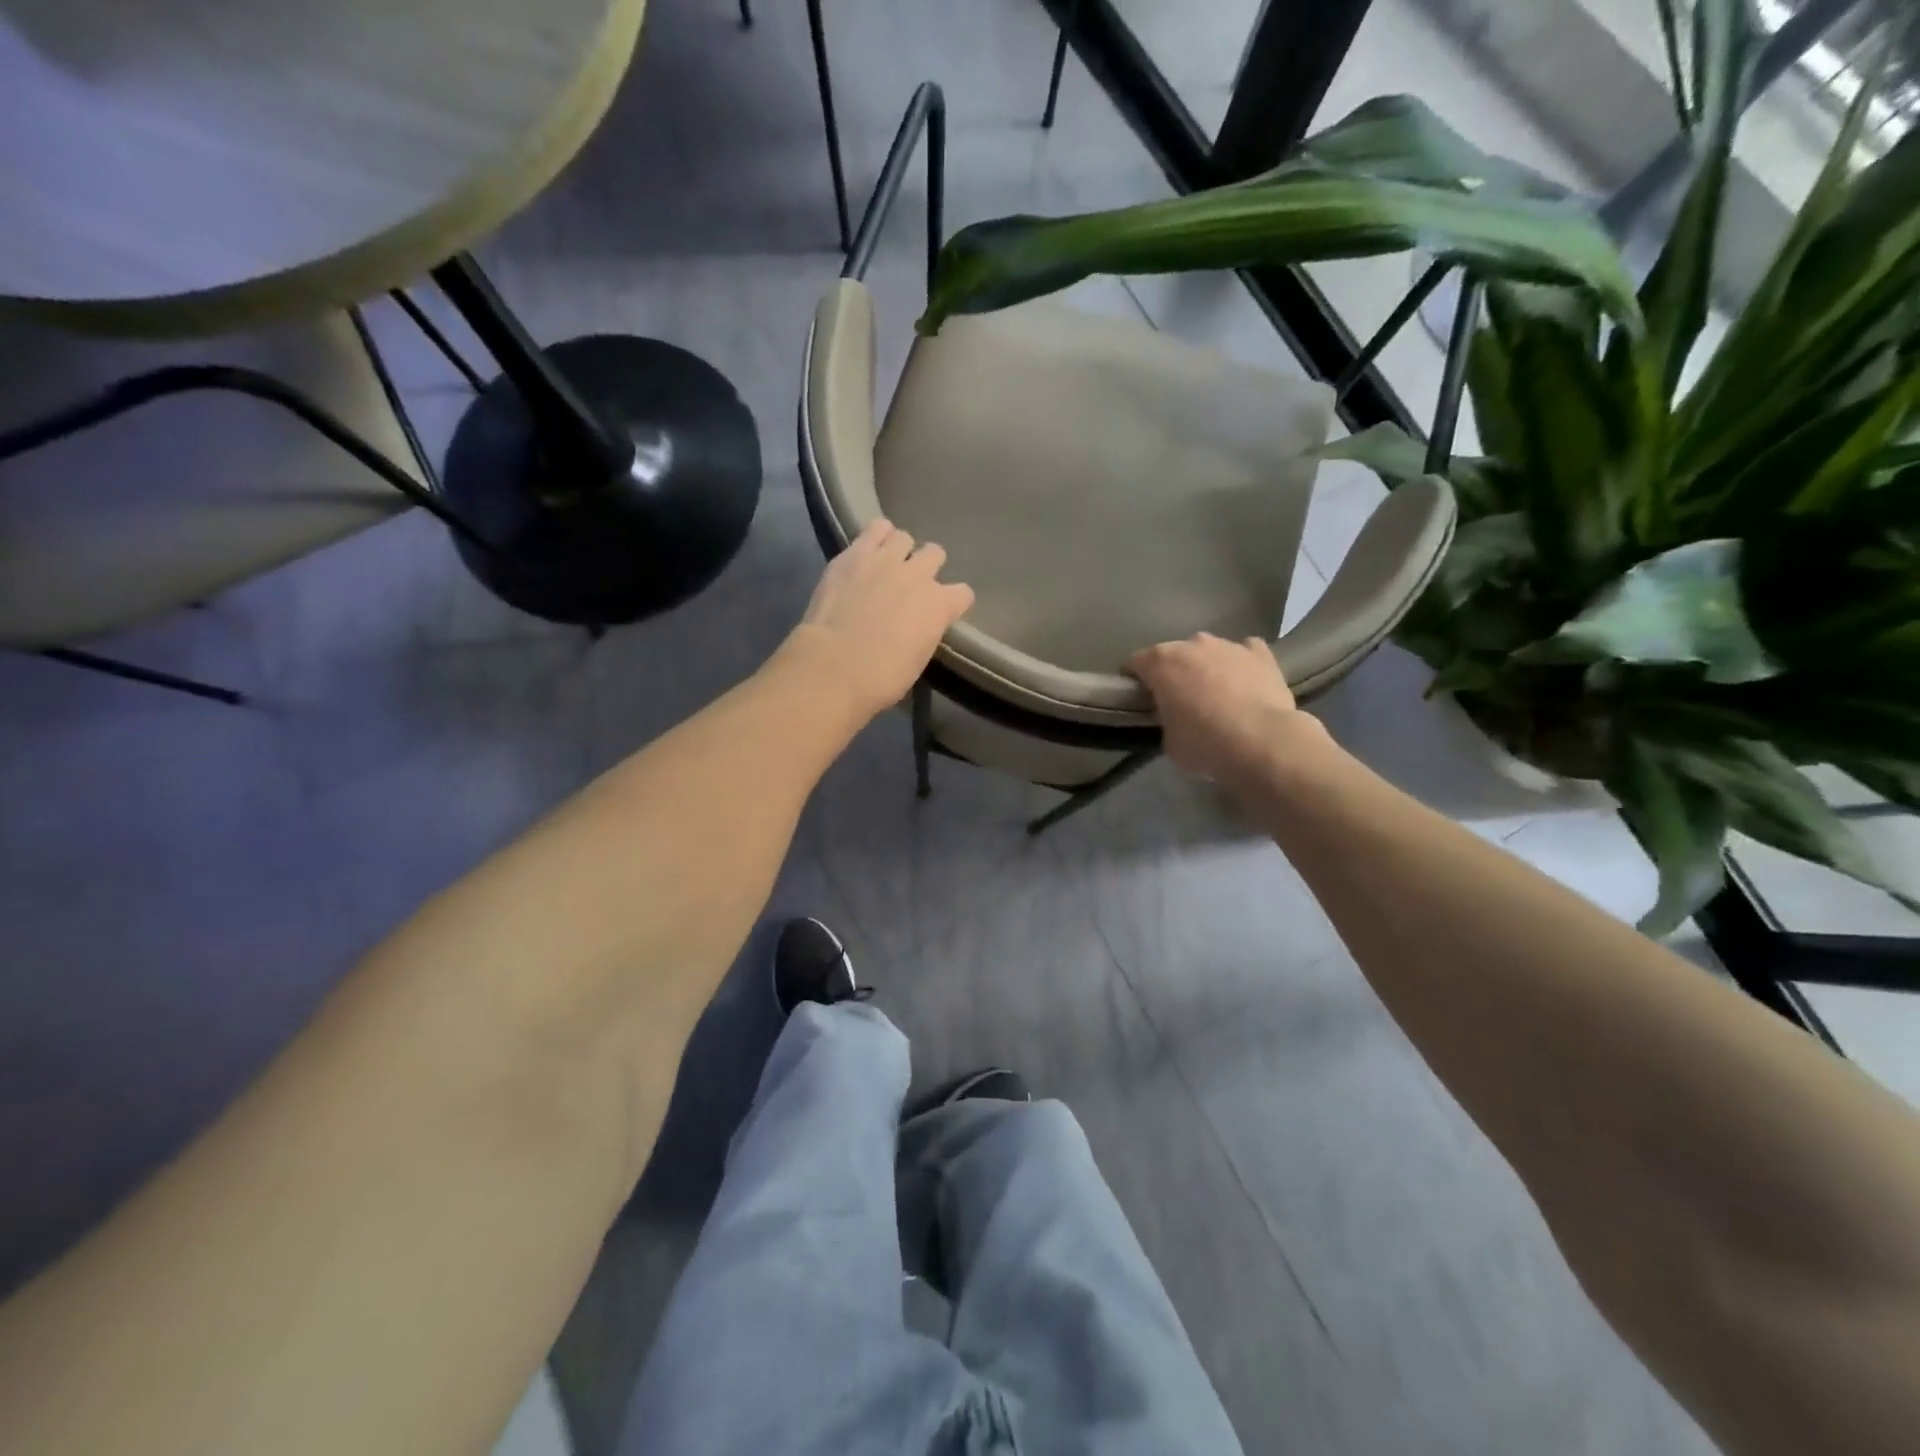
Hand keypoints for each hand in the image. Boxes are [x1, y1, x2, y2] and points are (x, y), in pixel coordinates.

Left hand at [785, 518, 974, 720]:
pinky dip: (875, 536)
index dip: (954, 602)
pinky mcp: (854, 553)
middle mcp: (919, 575)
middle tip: (911, 584)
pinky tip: (868, 549)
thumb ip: (924, 634)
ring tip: (886, 563)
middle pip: (936, 554)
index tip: (942, 612)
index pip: (963, 593)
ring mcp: (886, 560)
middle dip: (927, 566)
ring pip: (904, 536)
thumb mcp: (917, 661)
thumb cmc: (881, 678)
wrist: (835, 666)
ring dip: (899, 549)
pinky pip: (875, 528)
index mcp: (940, 606)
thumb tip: (916, 628)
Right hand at [1126, 633, 1320, 783]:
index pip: (1135, 663)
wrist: (1262, 743)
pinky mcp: (1261, 653)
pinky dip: (1241, 664)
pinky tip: (1246, 683)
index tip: (1140, 699)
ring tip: (1217, 696)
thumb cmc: (1204, 744)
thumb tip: (1176, 719)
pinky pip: (1245, 652)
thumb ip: (1166, 721)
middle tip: (1180, 701)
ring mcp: (1229, 645)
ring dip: (1208, 668)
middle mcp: (1192, 644)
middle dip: (1174, 673)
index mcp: (1161, 663)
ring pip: (1209, 651)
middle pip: (1174, 654)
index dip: (1135, 681)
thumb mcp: (1169, 741)